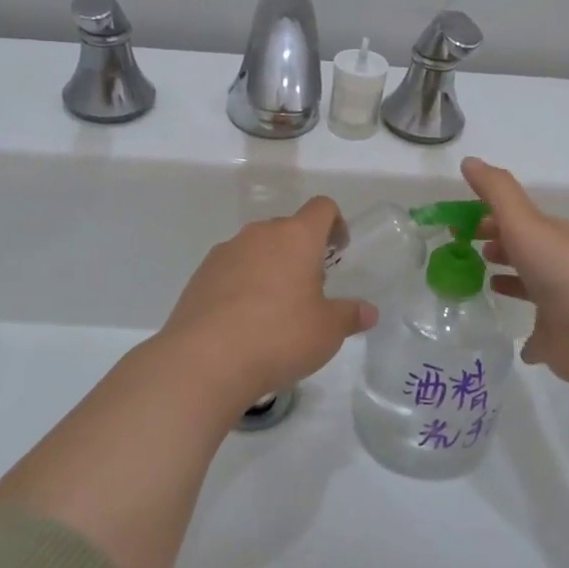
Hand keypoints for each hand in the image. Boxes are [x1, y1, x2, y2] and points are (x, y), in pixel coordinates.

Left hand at [158, 196, 376, 409]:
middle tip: (310, 288)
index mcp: (296, 237)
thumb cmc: (279, 336)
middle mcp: (259, 234)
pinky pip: (231, 269)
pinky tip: (243, 321)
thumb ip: (350, 316)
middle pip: (287, 228)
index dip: (335, 223)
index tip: (338, 250)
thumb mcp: (327, 331)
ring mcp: (225, 252)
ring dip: (270, 267)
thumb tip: (368, 312)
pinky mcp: (200, 275)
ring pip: (256, 248)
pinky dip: (242, 284)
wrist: (205, 359)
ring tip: (275, 309)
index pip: (321, 208)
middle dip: (301, 251)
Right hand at [462, 157, 568, 395]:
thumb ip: (496, 191)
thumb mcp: (524, 222)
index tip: (457, 225)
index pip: (516, 219)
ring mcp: (560, 304)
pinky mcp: (557, 339)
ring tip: (481, 283)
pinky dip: (525, 332)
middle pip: (523, 249)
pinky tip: (509, 335)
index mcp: (552, 235)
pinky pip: (537, 333)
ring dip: (509, 281)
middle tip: (463, 249)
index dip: (488, 217)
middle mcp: (558, 265)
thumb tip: (469, 160)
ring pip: (530, 286)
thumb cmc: (560, 271)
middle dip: (496, 243)